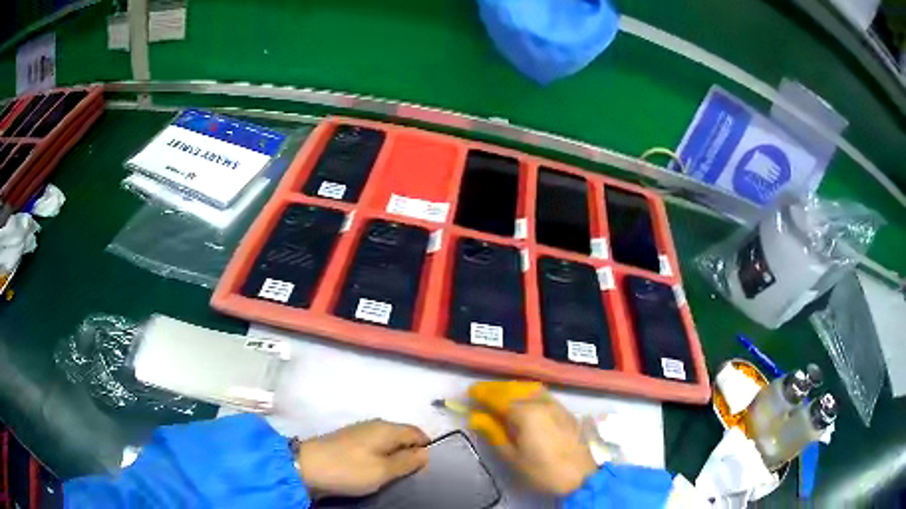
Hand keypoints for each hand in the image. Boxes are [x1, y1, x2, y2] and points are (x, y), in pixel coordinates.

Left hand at [296, 419, 429, 497]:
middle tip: (412, 475)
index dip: (426, 449)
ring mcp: (359, 432)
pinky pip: (374, 447)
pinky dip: (380, 457)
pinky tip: (376, 470)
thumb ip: (408, 461)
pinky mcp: (348, 441)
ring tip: (395, 476)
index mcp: (386, 428)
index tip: (426, 469)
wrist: (306, 467)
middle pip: (402, 436)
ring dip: (394, 457)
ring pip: (387, 442)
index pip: (417, 432)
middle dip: (410, 453)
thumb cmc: (348, 469)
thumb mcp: (383, 470)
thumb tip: (427, 452)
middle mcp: (374, 425)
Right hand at [468, 381, 597, 494]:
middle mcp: (541, 403)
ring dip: (511, 388)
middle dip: (495, 389)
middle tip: (480, 393)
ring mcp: (556, 405)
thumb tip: (475, 417)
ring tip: (498, 395)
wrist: (580, 476)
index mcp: (526, 413)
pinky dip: (526, 393)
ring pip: (529, 388)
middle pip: (514, 389)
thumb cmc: (542, 470)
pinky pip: (541, 394)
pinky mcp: (565, 411)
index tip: (469, 392)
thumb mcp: (512, 456)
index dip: (482, 394)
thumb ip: (493, 433)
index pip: (498, 398)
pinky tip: (521, 401)